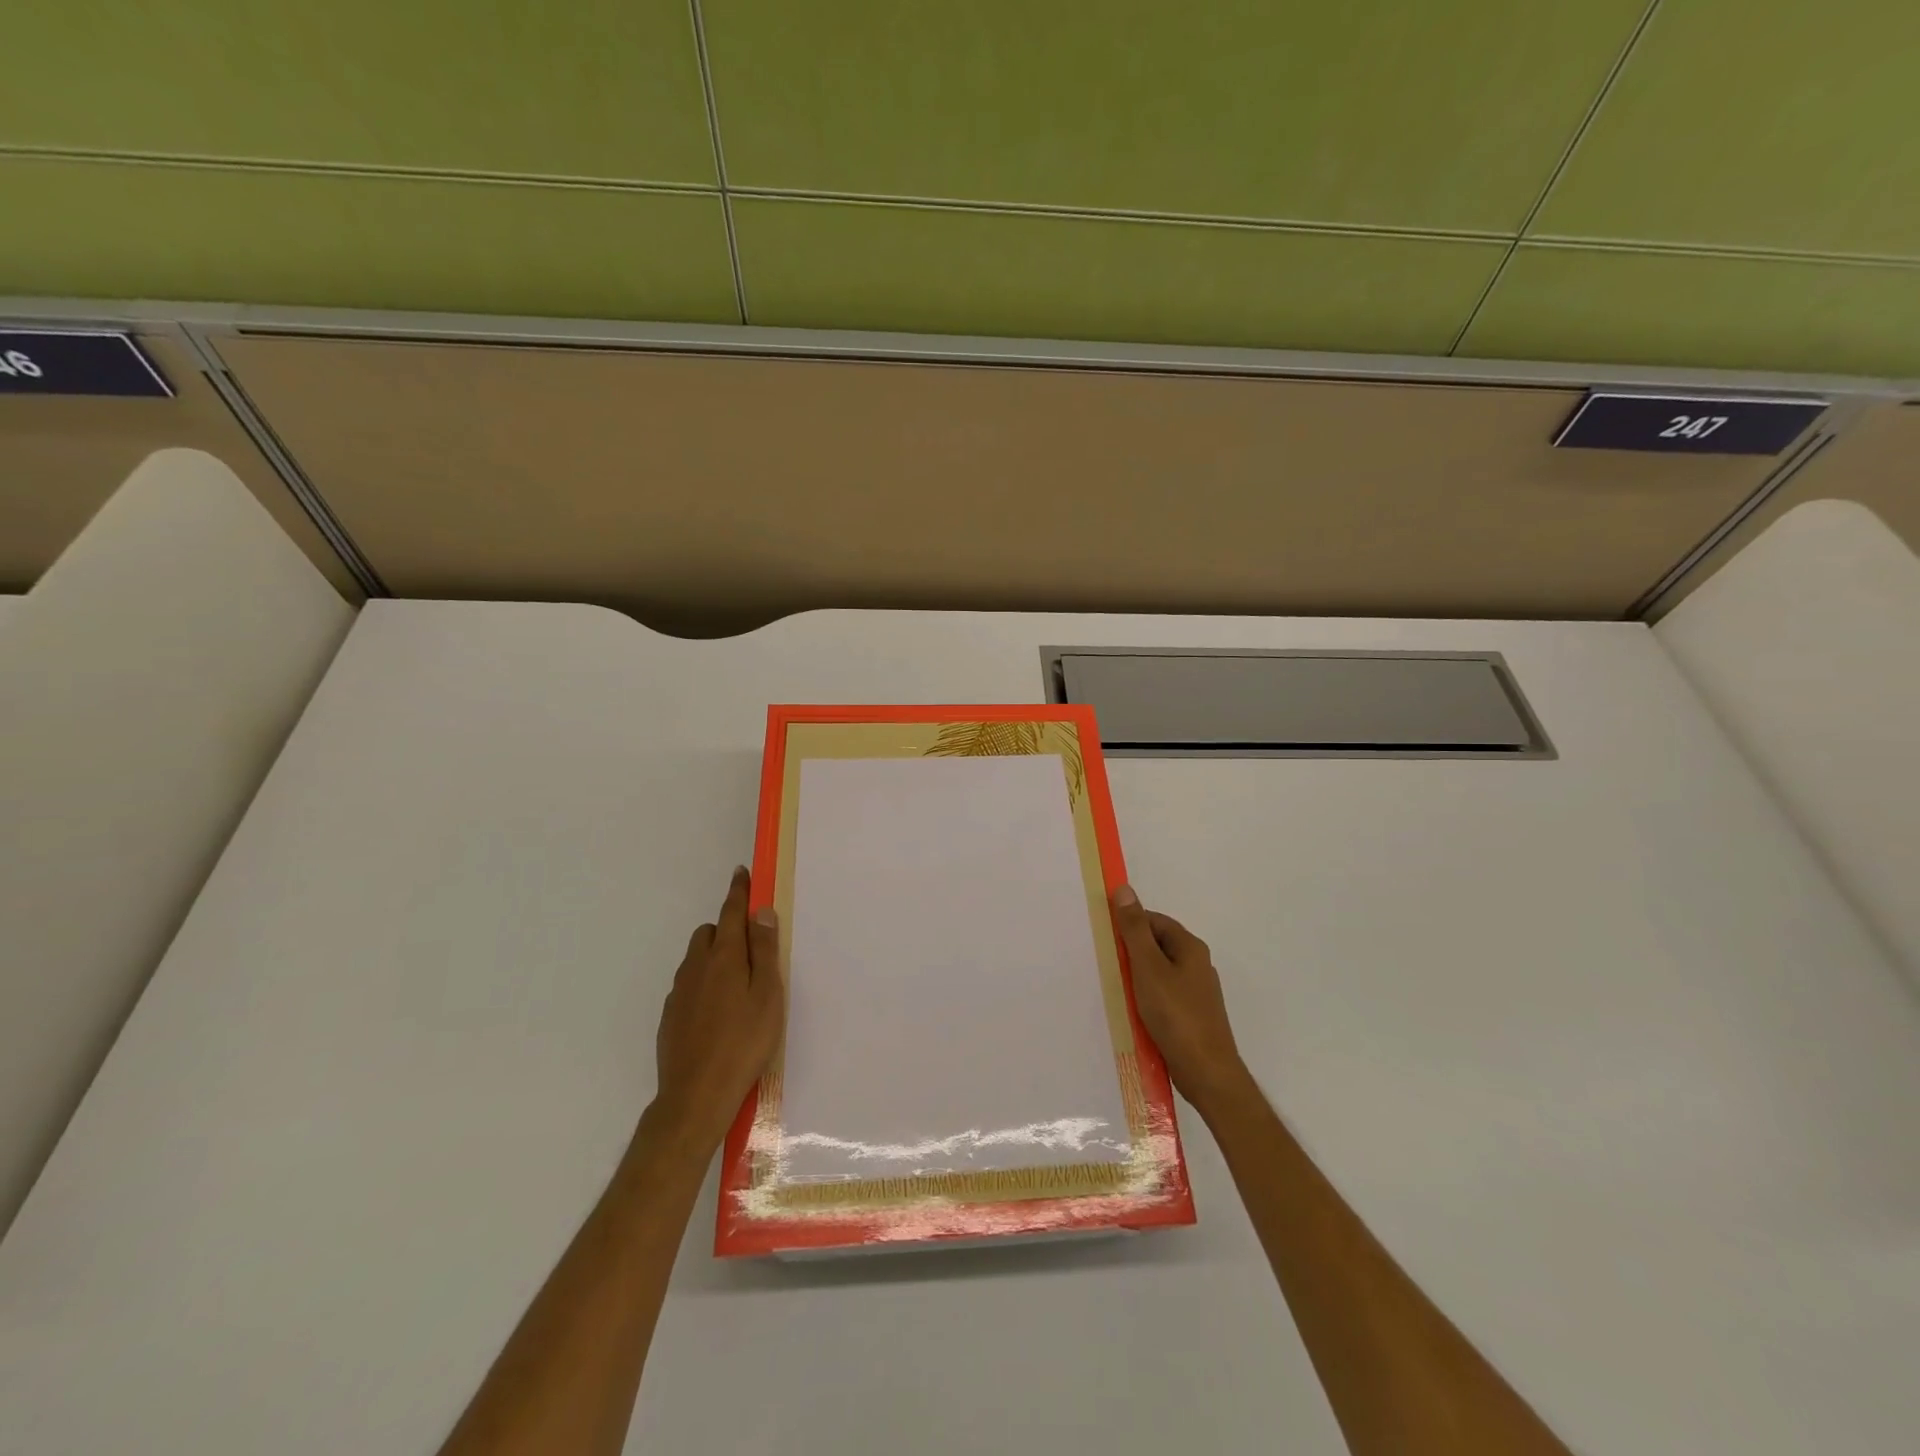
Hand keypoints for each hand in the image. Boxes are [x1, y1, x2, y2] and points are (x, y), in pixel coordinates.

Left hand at [650, 866, 785, 1157]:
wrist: (696, 1096)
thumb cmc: (744, 1042)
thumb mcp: (768, 995)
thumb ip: (765, 951)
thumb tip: (760, 912)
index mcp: (724, 958)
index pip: (731, 913)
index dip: (738, 892)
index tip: (741, 873)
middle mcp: (696, 967)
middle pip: (709, 933)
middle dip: (727, 930)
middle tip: (751, 950)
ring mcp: (679, 993)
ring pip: (696, 959)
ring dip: (715, 957)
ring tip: (737, 986)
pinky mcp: (670, 1017)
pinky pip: (689, 985)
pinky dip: (703, 984)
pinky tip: (718, 1013)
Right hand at [1111, 885, 1249, 1117]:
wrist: (1207, 1073)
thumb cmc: (1176, 1015)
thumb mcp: (1148, 967)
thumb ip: (1134, 929)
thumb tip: (1124, 889)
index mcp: (1190, 947)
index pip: (1154, 921)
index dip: (1129, 925)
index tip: (1106, 938)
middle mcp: (1197, 965)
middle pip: (1157, 946)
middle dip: (1130, 953)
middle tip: (1106, 964)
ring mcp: (1196, 992)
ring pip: (1158, 973)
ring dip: (1136, 978)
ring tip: (1116, 990)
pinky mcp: (1191, 1016)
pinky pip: (1163, 996)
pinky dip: (1146, 999)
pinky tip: (1133, 1012)